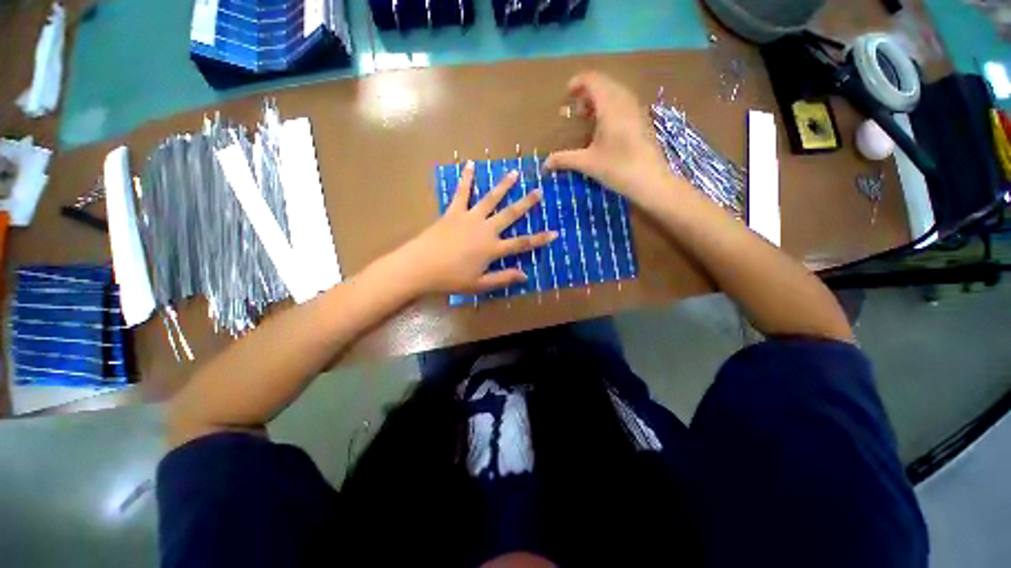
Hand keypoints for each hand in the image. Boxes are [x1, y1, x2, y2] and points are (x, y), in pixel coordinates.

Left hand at [402, 161, 556, 294]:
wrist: (421, 266)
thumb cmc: (451, 278)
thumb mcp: (480, 284)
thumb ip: (503, 278)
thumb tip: (525, 276)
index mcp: (492, 248)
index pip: (522, 243)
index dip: (540, 239)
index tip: (555, 233)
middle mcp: (485, 229)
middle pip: (510, 214)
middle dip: (526, 203)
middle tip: (539, 191)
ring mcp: (469, 217)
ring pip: (490, 199)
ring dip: (503, 185)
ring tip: (514, 173)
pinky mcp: (453, 212)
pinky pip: (461, 193)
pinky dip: (466, 179)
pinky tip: (469, 165)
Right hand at [545, 72, 671, 199]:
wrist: (651, 181)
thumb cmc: (617, 168)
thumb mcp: (587, 163)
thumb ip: (564, 159)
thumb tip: (545, 164)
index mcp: (610, 105)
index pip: (593, 80)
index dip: (578, 82)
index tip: (566, 94)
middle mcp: (624, 101)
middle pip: (605, 83)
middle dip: (587, 91)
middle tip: (575, 109)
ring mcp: (636, 109)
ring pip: (616, 92)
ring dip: (599, 99)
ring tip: (587, 118)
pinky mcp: (642, 120)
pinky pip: (624, 102)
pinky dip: (610, 106)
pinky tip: (605, 127)